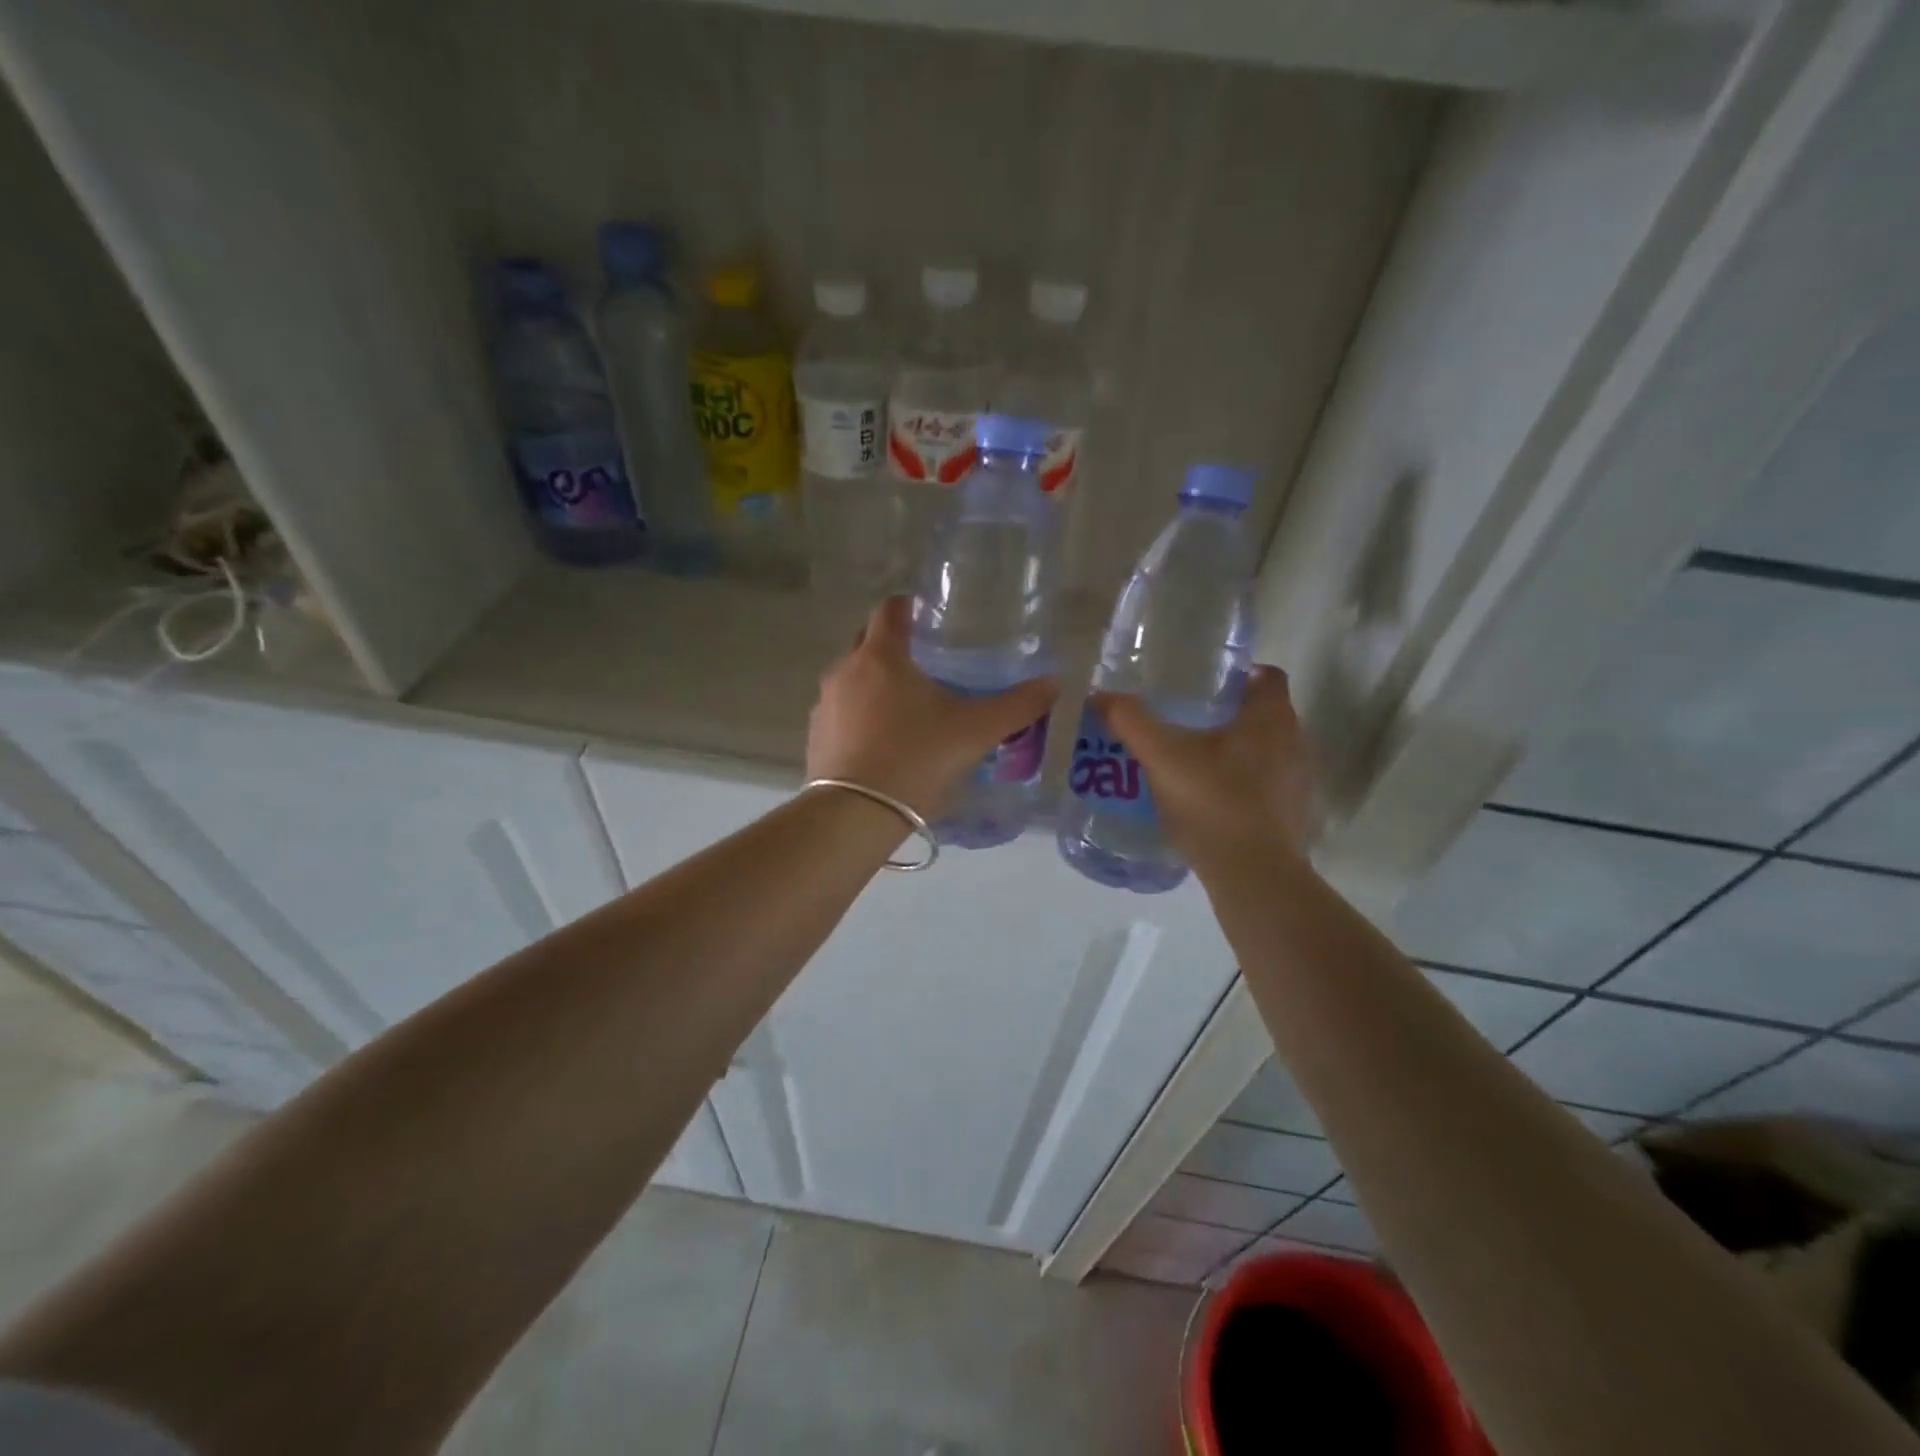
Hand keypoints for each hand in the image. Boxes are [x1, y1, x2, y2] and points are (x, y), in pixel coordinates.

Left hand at [808, 597, 1058, 819]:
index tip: (931, 618)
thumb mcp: (975, 732)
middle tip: (927, 663)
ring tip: (908, 707)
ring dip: (876, 683)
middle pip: (868, 641)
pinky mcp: (815, 736)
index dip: (911, 607)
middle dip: (894, 645)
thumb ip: (1017, 706)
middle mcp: (845, 670)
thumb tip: (1054, 683)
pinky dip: (861, 716)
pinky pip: (841, 712)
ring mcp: (825, 705)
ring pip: (853, 679)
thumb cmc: (916, 759)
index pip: (891, 609)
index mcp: (881, 656)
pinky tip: (883, 742)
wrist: (855, 815)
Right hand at [1093, 666, 1317, 870]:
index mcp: (1271, 718)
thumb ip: (1131, 722)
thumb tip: (1099, 696)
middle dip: (1227, 712)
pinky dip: (1241, 781)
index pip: (1266, 676)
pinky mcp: (1291, 814)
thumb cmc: (1213, 802)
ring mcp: (1297, 781)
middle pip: (1263, 713)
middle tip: (1185, 719)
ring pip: (1265, 750)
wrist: (1252, 875)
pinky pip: (1265, 783)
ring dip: (1234, 749)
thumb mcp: (1162, 757)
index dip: (1237, 674)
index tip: (1202, 684)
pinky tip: (1207, 796)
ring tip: (1191, 757)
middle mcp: (1295, 743)